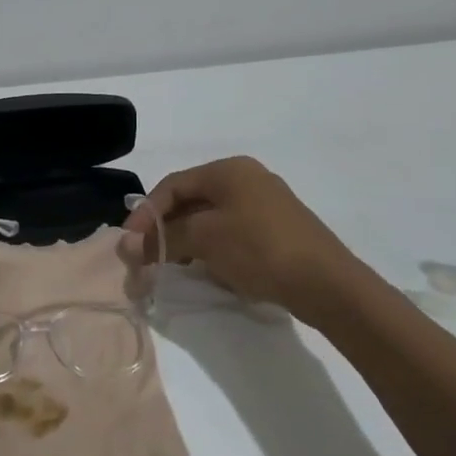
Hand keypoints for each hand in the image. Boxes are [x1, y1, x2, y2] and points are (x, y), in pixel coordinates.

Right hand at [123, 157, 363, 321]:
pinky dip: (211, 248)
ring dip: (186, 241)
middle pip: (190, 200)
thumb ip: (163, 238)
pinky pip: (231, 233)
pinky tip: (205, 269)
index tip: (129, 243)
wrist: (328, 285)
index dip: (145, 213)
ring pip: (210, 219)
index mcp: (228, 170)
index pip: (172, 185)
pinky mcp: (277, 231)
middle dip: (164, 228)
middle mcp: (246, 179)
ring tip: (171, 265)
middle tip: (146, 256)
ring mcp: (265, 204)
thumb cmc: (259, 249)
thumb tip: (127, 245)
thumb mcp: (204, 239)